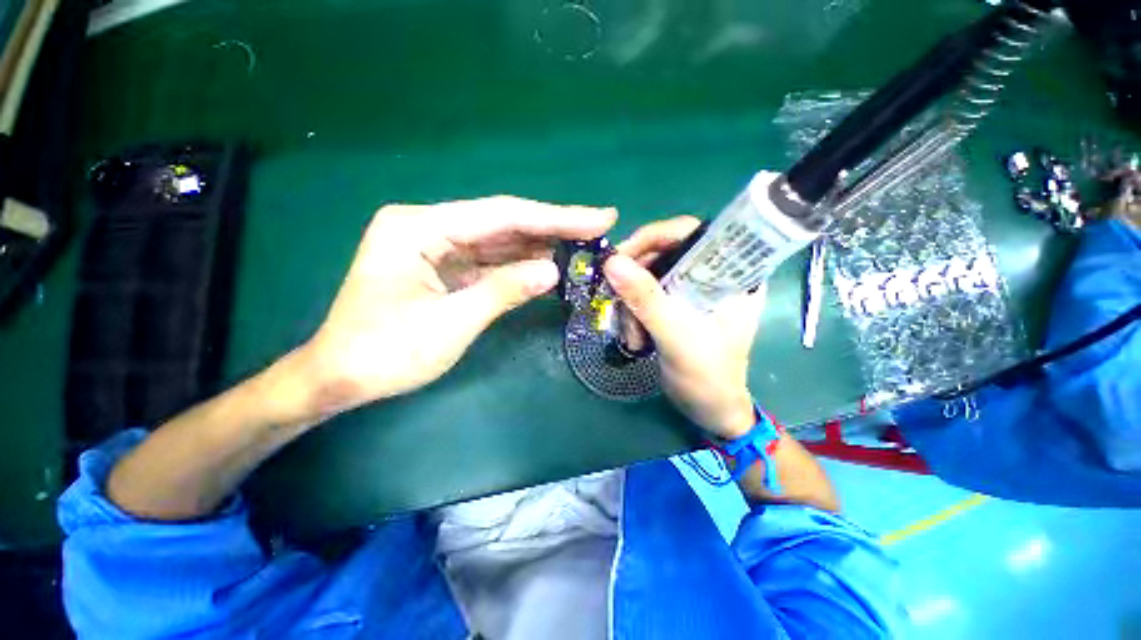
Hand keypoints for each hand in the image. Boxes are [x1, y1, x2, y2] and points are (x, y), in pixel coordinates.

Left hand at [291, 196, 615, 423]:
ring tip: (583, 244)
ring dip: (540, 245)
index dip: (555, 217)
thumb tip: (555, 271)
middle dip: (553, 227)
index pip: (503, 215)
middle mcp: (428, 226)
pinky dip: (520, 264)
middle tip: (598, 227)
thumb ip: (505, 290)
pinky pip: (490, 261)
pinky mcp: (443, 267)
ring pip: (499, 241)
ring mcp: (436, 247)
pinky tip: (550, 263)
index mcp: (420, 227)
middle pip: (503, 223)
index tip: (598, 217)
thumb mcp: (452, 322)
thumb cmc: (386, 352)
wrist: (340, 378)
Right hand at [603, 216, 765, 439]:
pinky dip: (632, 314)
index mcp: (731, 274)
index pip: (693, 232)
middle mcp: (711, 275)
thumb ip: (646, 299)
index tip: (623, 256)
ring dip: (631, 304)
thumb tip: (611, 261)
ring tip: (633, 336)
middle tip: (617, 300)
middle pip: (663, 252)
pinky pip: (643, 294)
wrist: (708, 410)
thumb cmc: (707, 376)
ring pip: (647, 275)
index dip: (656, 236)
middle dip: (636, 279)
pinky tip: (635, 338)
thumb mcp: (676, 336)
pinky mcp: (675, 305)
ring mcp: (691, 290)